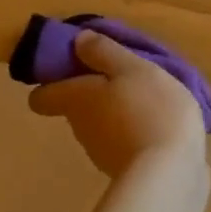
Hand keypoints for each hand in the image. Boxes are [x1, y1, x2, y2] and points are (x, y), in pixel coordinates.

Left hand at [29, 31, 206, 175]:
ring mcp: (101, 152)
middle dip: (99, 94)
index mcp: (76, 98)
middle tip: (131, 81)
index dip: (56, 81)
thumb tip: (78, 40)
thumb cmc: (150, 109)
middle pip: (77, 107)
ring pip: (104, 125)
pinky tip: (165, 127)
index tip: (82, 70)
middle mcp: (80, 127)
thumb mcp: (133, 69)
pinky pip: (126, 143)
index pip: (41, 96)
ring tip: (155, 104)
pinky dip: (138, 134)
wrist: (169, 171)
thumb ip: (105, 52)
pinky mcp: (126, 169)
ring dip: (122, 114)